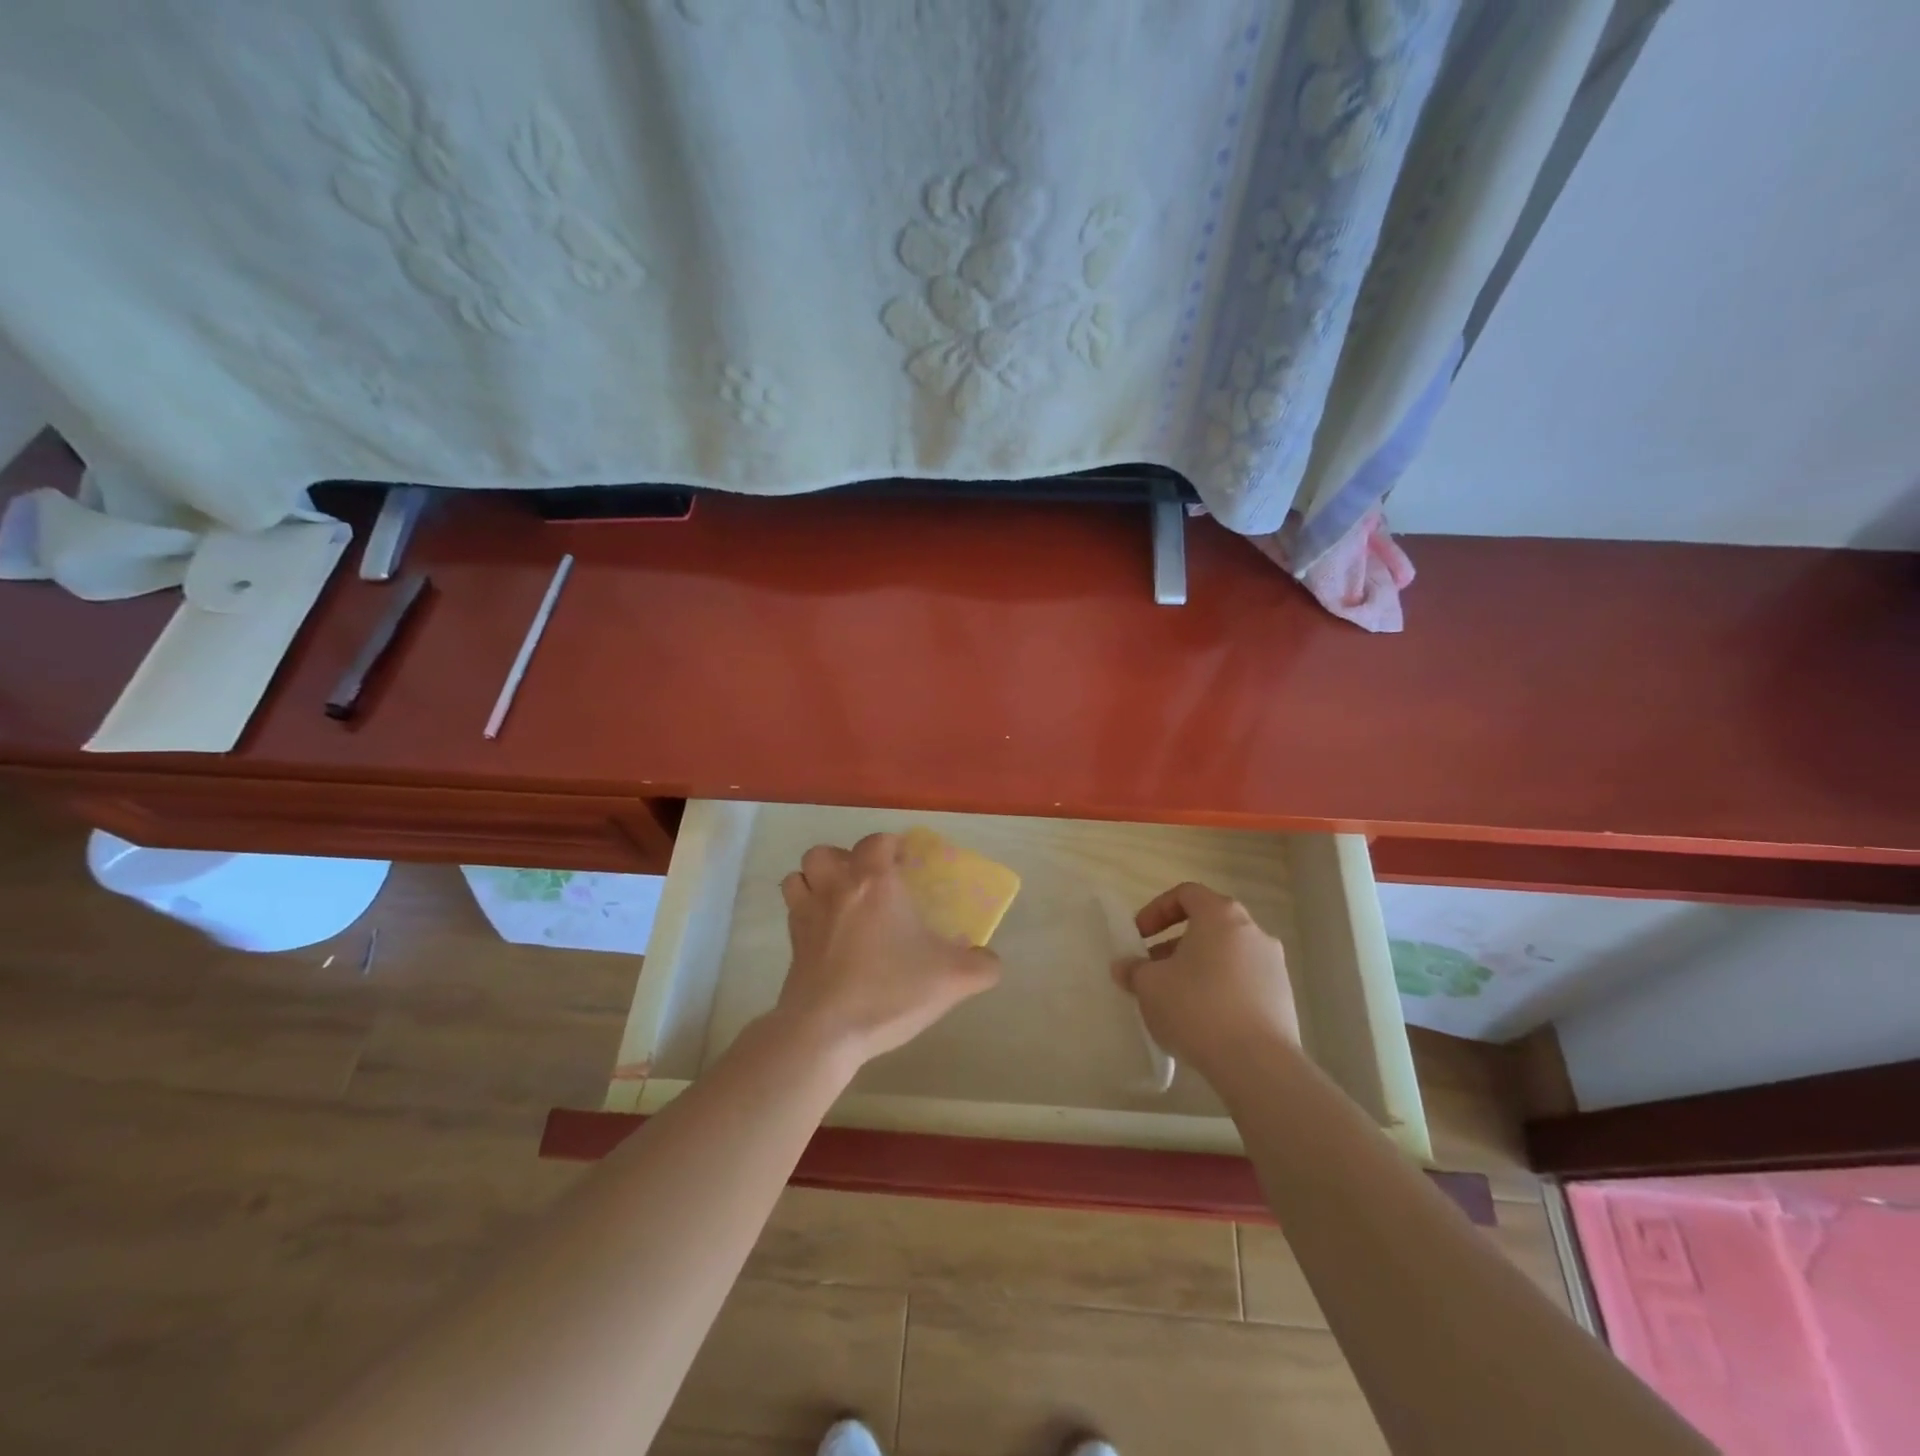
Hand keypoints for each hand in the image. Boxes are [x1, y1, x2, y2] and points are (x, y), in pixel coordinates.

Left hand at [771, 832, 1000, 1069]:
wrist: (826, 1031)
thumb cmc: (890, 991)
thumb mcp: (952, 980)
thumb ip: (982, 966)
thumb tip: (991, 961)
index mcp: (875, 883)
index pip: (877, 842)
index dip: (892, 845)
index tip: (907, 862)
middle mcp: (836, 888)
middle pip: (827, 853)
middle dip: (845, 859)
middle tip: (868, 882)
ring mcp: (807, 915)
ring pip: (800, 875)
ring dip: (816, 879)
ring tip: (839, 899)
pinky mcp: (792, 944)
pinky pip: (792, 910)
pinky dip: (804, 909)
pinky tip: (826, 932)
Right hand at [1110, 882, 1299, 1080]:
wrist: (1257, 1063)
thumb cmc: (1197, 1007)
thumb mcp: (1149, 986)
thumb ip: (1134, 970)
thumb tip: (1124, 967)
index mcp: (1221, 915)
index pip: (1187, 894)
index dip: (1157, 910)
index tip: (1139, 936)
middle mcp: (1253, 932)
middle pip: (1208, 925)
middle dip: (1175, 944)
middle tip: (1153, 970)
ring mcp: (1274, 966)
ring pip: (1227, 955)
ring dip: (1198, 968)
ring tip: (1175, 999)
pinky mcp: (1283, 999)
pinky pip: (1243, 983)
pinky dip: (1220, 990)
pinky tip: (1203, 1021)